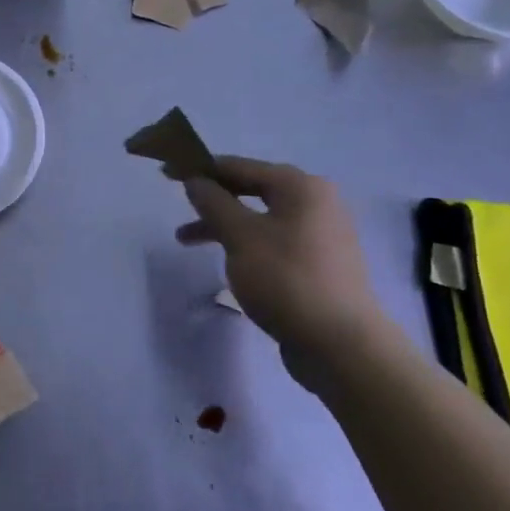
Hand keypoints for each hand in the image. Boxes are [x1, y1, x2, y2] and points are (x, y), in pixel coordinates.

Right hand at [177, 156, 387, 378]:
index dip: (201, 168)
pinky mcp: (318, 263)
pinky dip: (245, 243)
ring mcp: (320, 234)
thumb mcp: (240, 236)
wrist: (341, 344)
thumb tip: (195, 180)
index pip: (240, 166)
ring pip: (260, 218)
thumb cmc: (286, 279)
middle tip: (179, 206)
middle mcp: (316, 203)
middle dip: (212, 199)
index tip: (168, 172)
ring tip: (186, 242)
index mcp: (301, 187)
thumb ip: (213, 203)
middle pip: (252, 189)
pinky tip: (228, 261)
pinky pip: (272, 240)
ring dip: (223, 225)